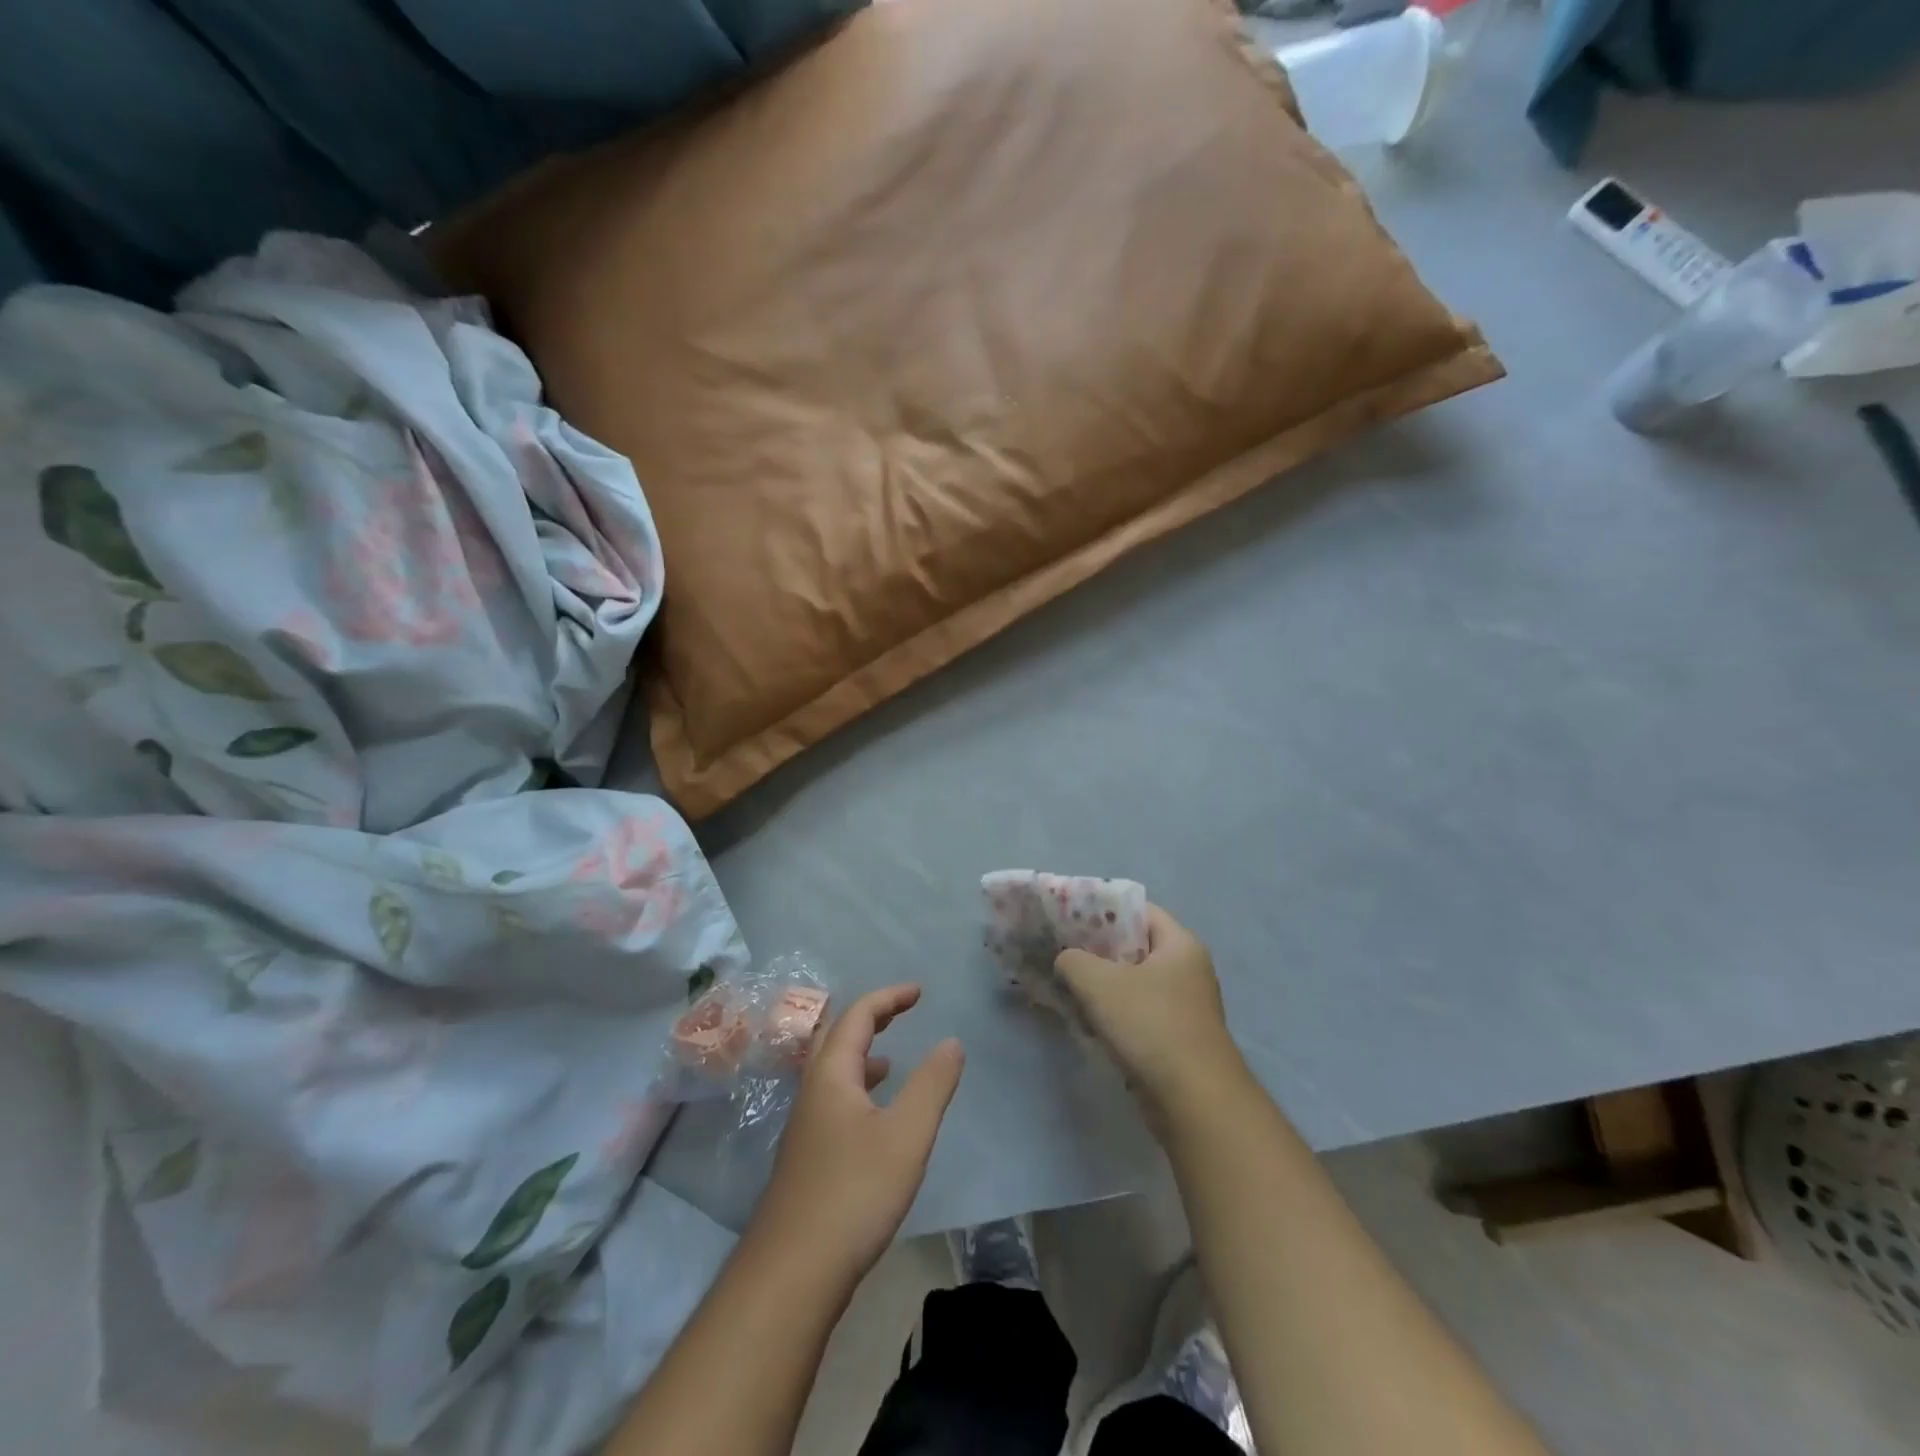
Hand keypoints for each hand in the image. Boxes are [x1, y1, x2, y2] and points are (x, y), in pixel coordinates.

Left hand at [753, 985, 964, 1280]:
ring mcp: (804, 1127)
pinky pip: (832, 1101)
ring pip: (831, 1072)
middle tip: (901, 1012)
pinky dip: (857, 1089)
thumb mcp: (907, 1134)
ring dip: (861, 1054)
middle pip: (836, 1036)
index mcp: (831, 1074)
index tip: (919, 992)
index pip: (858, 1015)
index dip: (889, 997)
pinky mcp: (806, 1158)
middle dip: (870, 1018)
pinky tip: (873, 1118)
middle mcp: (812, 1091)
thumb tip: (951, 1041)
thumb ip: (932, 1084)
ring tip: (890, 1059)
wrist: (792, 1273)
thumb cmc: (854, 1193)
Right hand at [1056, 905, 1243, 1120]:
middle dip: (1096, 949)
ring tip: (1065, 984)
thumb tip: (1066, 960)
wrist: (1194, 1101)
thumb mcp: (1099, 983)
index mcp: (1180, 944)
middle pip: (1134, 946)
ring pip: (1133, 983)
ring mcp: (1184, 1006)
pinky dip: (1112, 1013)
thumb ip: (1073, 960)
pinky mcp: (1175, 1038)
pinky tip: (1084, 1019)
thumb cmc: (1150, 1025)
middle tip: (1060, 949)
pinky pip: (1137, 1012)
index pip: (1139, 910)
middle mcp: (1187, 969)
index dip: (1102, 909)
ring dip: (1101, 985)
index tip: (1068, 916)